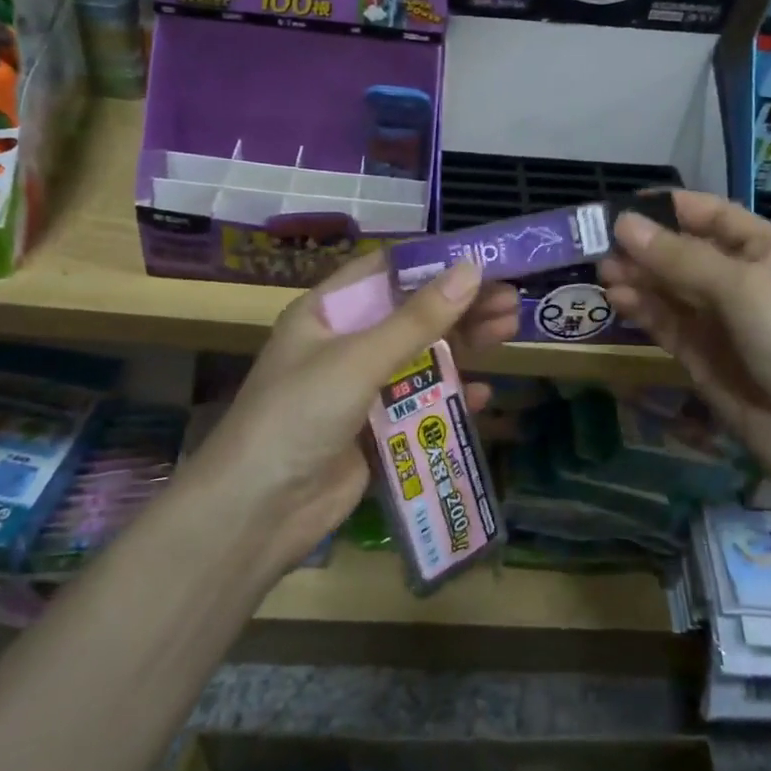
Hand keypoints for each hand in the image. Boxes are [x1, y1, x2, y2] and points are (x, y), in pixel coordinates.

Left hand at [184, 251, 519, 573]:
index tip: (481, 259)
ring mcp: (360, 390)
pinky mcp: (375, 431)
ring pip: (421, 358)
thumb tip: (471, 269)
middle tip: (512, 300)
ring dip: (464, 346)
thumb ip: (418, 318)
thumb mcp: (359, 359)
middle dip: (459, 306)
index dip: (432, 263)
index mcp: (327, 314)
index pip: (385, 273)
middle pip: (411, 315)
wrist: (258, 511)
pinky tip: (484, 394)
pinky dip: (450, 397)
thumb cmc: (299, 415)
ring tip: (510, 330)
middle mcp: (344, 345)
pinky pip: (420, 405)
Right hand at [597, 191, 770, 458]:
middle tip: (599, 243)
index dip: (670, 207)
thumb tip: (622, 224)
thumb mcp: (742, 286)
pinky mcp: (700, 355)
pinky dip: (642, 309)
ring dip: (637, 277)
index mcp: (766, 250)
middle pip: (684, 252)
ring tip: (603, 271)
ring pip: (669, 288)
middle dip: (644, 246)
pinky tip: (617, 299)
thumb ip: (678, 257)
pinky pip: (666, 322)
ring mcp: (720, 320)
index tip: (622, 205)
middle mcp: (742, 280)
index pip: (712, 215)